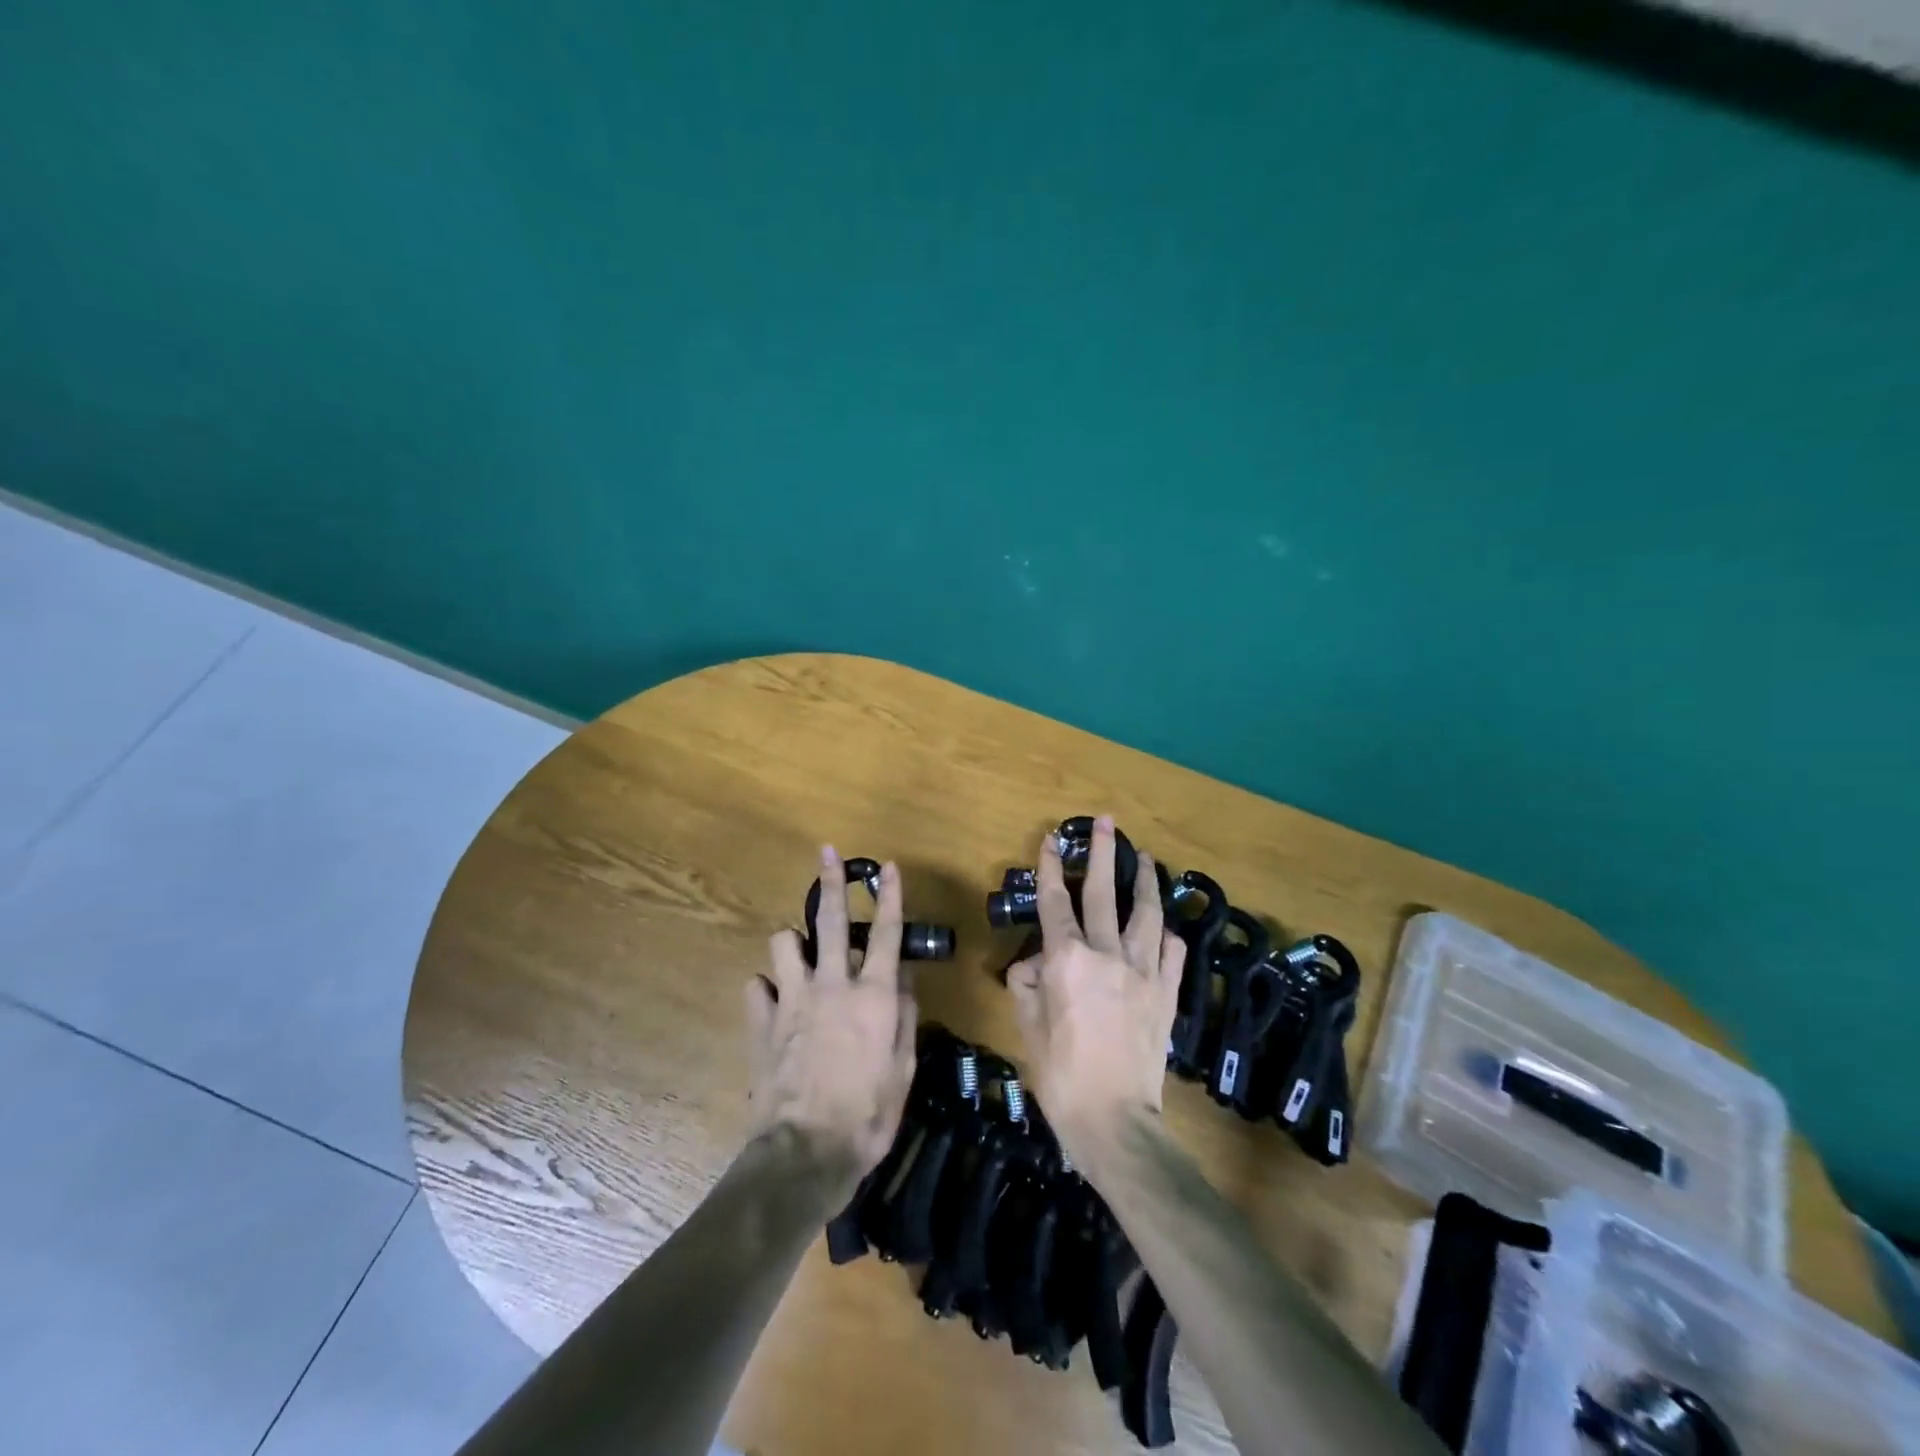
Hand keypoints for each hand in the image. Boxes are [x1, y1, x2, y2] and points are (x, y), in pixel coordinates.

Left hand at [745, 846, 916, 1196]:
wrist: (806, 1153)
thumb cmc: (868, 1115)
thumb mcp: (903, 1070)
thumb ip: (903, 1017)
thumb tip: (901, 980)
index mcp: (872, 996)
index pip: (885, 933)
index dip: (889, 896)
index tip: (887, 866)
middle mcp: (831, 986)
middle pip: (830, 920)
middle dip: (831, 881)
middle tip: (827, 853)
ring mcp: (792, 1000)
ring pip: (783, 943)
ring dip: (792, 943)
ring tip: (799, 955)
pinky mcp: (761, 1022)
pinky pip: (756, 987)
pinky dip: (766, 989)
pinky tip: (774, 1003)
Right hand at [1006, 816, 1185, 1165]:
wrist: (1115, 1122)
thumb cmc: (1060, 1076)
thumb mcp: (1027, 1028)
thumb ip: (1027, 985)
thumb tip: (1033, 963)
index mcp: (1067, 960)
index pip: (1056, 902)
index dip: (1052, 867)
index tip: (1053, 839)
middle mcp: (1107, 955)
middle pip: (1104, 893)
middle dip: (1104, 853)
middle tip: (1107, 822)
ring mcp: (1143, 972)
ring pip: (1146, 915)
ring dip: (1145, 882)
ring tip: (1147, 858)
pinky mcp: (1166, 994)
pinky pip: (1170, 954)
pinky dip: (1166, 937)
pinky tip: (1165, 928)